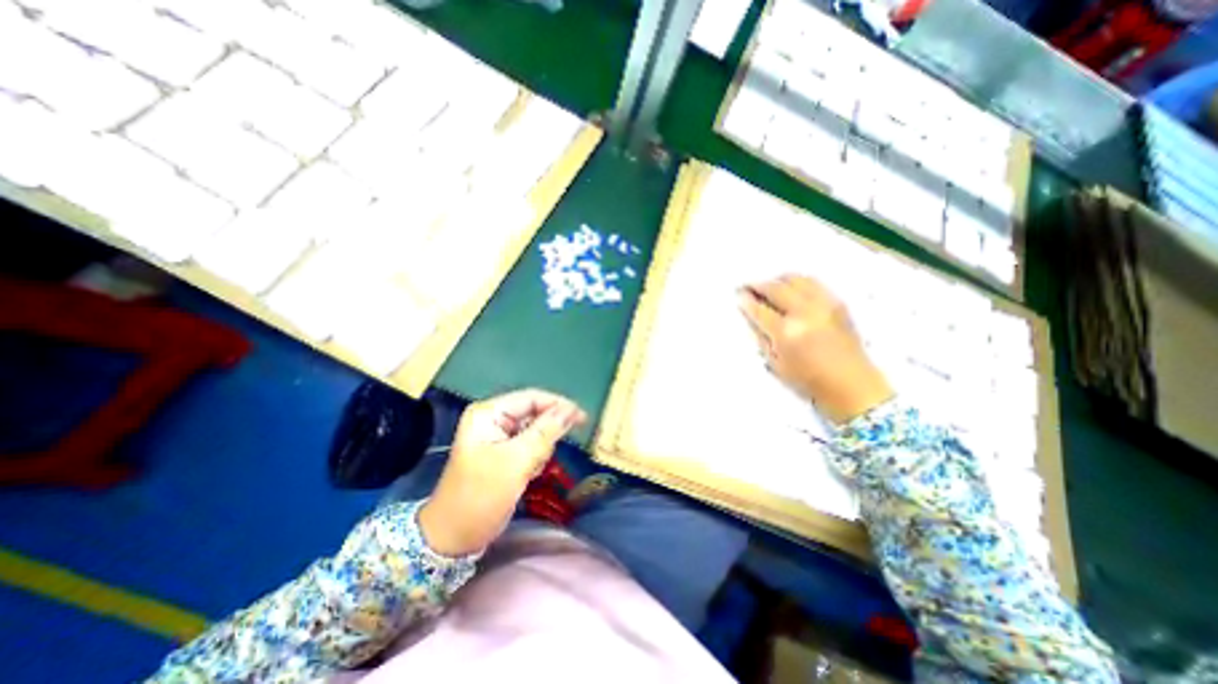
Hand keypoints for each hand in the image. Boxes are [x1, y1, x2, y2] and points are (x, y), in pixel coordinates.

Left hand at [419, 389, 590, 554]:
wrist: (454, 538)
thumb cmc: (481, 497)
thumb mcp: (516, 462)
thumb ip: (545, 432)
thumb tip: (571, 410)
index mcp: (489, 413)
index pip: (531, 398)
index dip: (558, 405)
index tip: (582, 418)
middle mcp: (494, 419)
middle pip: (534, 414)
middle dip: (545, 435)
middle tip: (543, 458)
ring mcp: (498, 436)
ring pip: (536, 431)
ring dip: (540, 450)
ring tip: (529, 471)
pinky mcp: (504, 452)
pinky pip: (531, 446)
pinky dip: (535, 459)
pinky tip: (526, 475)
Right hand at [732, 275, 892, 424]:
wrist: (852, 385)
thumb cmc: (809, 380)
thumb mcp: (776, 364)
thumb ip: (761, 338)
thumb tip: (751, 318)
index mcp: (787, 332)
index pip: (760, 309)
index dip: (746, 301)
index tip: (738, 295)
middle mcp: (805, 313)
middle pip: (776, 288)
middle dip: (758, 285)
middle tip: (748, 285)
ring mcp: (824, 305)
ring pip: (796, 279)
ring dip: (778, 280)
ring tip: (769, 285)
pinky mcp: (838, 303)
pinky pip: (814, 283)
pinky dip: (798, 281)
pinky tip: (791, 287)